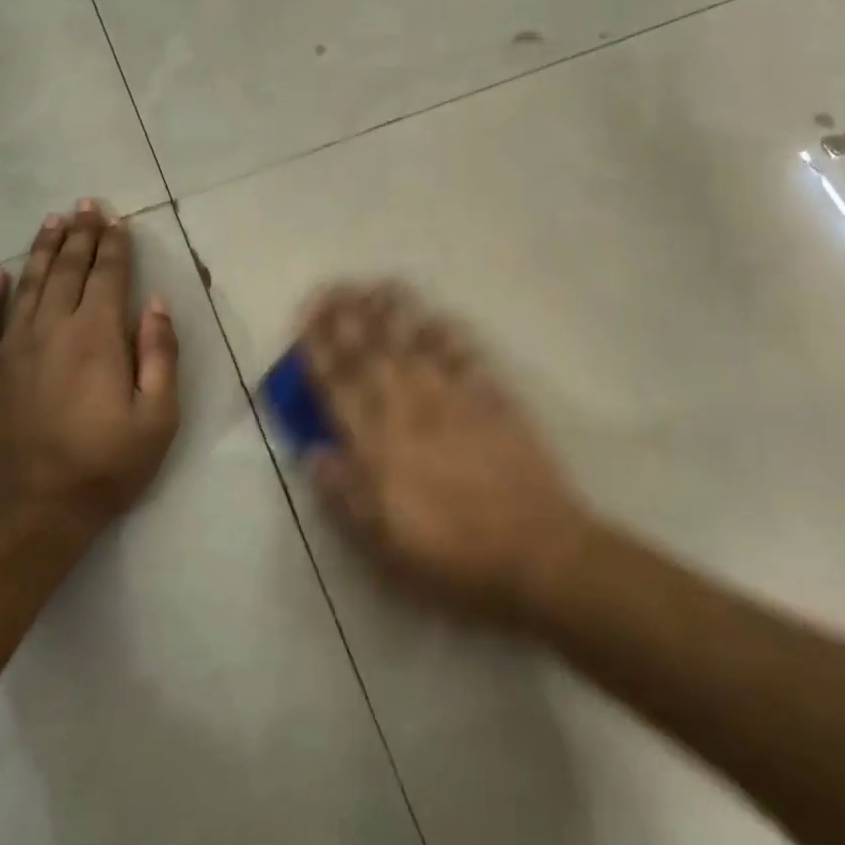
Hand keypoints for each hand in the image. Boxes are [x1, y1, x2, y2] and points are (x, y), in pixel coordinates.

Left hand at [0, 202, 180, 543]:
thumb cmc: (106, 466)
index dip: (115, 245)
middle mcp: (51, 330)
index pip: (108, 276)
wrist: (30, 514)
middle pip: (66, 270)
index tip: (118, 219)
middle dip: (79, 235)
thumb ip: (159, 354)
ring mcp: (11, 350)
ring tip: (51, 222)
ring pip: (26, 286)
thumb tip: (155, 304)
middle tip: (85, 206)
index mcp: (96, 337)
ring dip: (40, 251)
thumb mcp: (158, 416)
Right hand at [301, 283, 589, 624]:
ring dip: (393, 312)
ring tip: (376, 284)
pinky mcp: (493, 400)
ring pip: (415, 344)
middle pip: (372, 355)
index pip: (339, 387)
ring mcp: (454, 400)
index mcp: (378, 447)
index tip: (305, 318)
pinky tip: (436, 315)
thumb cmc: (455, 559)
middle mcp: (410, 411)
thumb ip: (345, 495)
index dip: (319, 350)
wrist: (538, 553)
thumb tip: (314, 452)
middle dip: (348, 317)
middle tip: (332, 286)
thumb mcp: (385, 547)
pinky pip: (465, 356)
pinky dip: (448, 332)